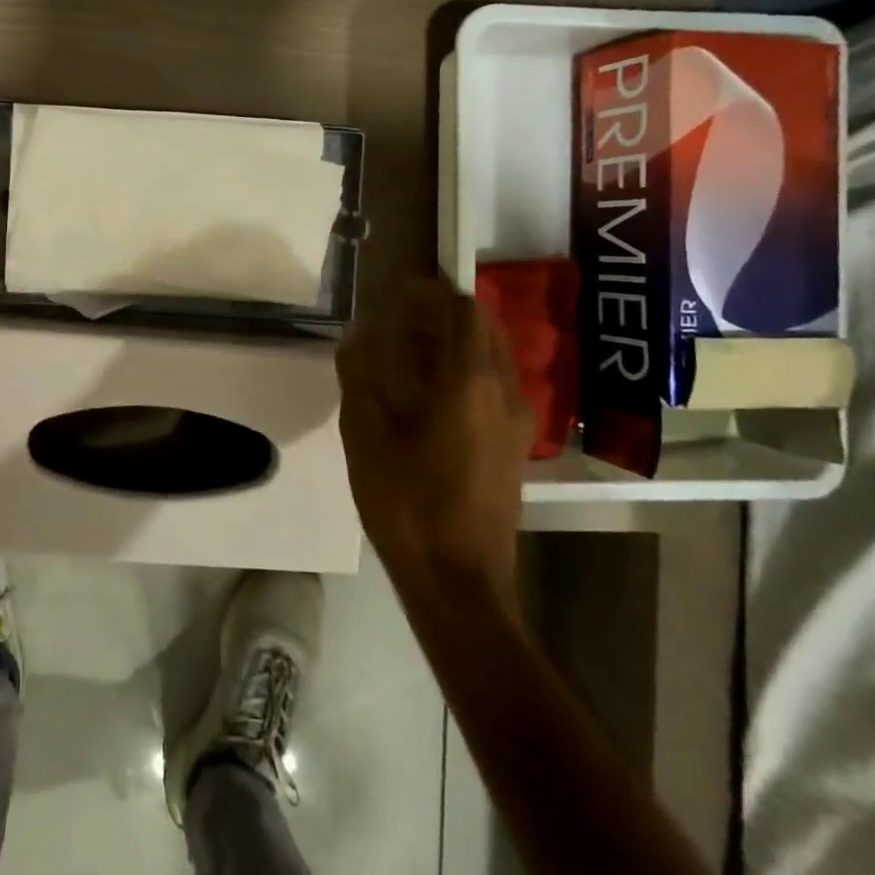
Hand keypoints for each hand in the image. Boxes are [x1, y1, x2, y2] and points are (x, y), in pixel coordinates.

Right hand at [335, 279, 532, 605]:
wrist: (460, 582)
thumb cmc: (408, 503)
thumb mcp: (366, 434)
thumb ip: (361, 375)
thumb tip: (358, 335)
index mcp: (470, 382)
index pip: (463, 311)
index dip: (430, 293)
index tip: (395, 292)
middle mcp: (504, 392)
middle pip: (483, 328)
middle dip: (443, 313)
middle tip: (398, 318)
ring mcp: (516, 422)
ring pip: (491, 357)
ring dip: (453, 341)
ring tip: (407, 350)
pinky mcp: (512, 447)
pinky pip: (493, 385)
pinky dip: (463, 369)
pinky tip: (427, 393)